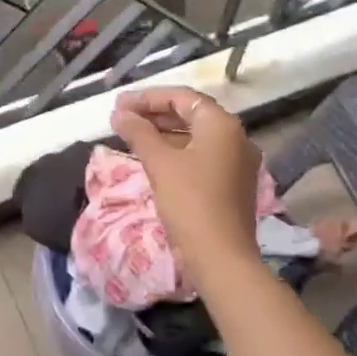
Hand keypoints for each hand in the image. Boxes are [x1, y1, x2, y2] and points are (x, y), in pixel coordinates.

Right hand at [110, 87, 263, 286]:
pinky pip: (202, 156)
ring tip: (131, 136)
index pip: (182, 97)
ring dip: (163, 133)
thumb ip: (138, 132)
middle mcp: (236, 137)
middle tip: (121, 118)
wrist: (221, 258)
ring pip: (195, 137)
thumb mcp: (159, 163)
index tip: (119, 105)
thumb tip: (119, 114)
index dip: (147, 98)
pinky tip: (153, 158)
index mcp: (222, 125)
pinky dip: (177, 152)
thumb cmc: (190, 202)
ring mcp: (237, 162)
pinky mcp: (233, 184)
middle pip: (191, 114)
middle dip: (154, 114)